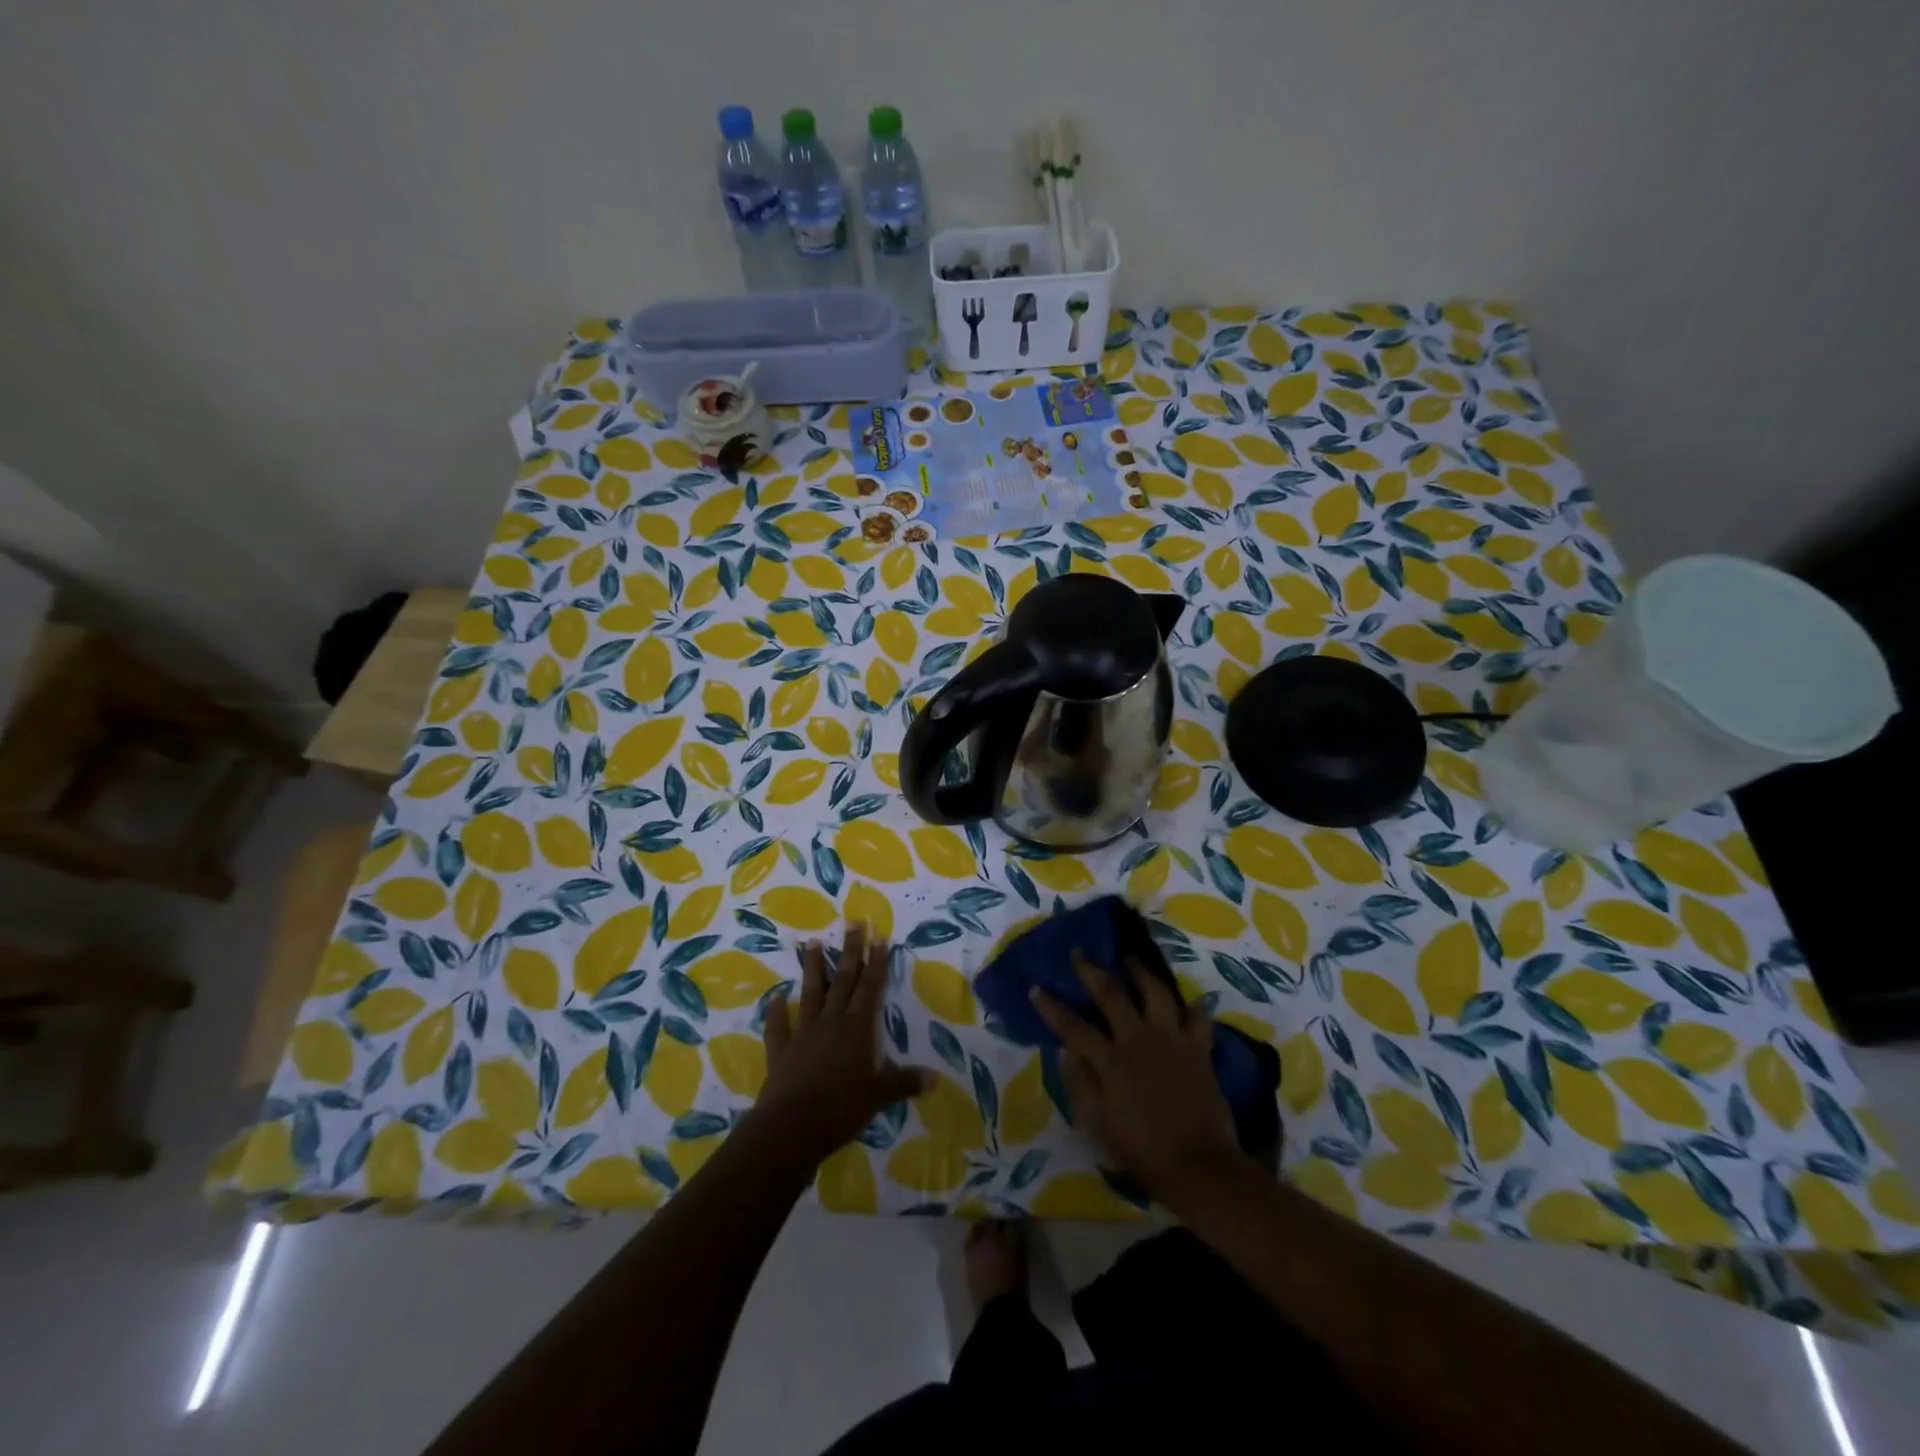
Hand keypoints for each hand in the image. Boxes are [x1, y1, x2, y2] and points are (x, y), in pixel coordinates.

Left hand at [752, 924, 933, 1167]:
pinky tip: (776, 998)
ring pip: (810, 993)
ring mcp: (803, 1033)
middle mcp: (831, 1021)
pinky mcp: (781, 1050)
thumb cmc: (841, 1108)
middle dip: (849, 951)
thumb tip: (936, 1079)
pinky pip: (778, 1027)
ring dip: (812, 968)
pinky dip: (776, 1012)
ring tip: (811, 943)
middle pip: (842, 980)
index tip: (879, 936)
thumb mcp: (879, 1096)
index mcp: (857, 1028)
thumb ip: (904, 1082)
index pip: (870, 987)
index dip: (876, 962)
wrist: (791, 1127)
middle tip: (852, 923)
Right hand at [1030, 952, 1243, 1199]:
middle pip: (1111, 994)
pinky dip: (1192, 1008)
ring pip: (1155, 992)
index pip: (1072, 1026)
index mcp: (1110, 1060)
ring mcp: (1172, 1040)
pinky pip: (1197, 1018)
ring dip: (1141, 972)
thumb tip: (1063, 1051)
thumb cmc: (1142, 1150)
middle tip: (1080, 953)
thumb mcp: (1098, 1124)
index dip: (1051, 1007)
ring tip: (1131, 960)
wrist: (1199, 1166)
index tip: (1035, 988)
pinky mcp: (1199, 1049)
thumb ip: (1079, 1084)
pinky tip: (1186, 1002)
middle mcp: (1138, 1039)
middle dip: (1091, 971)